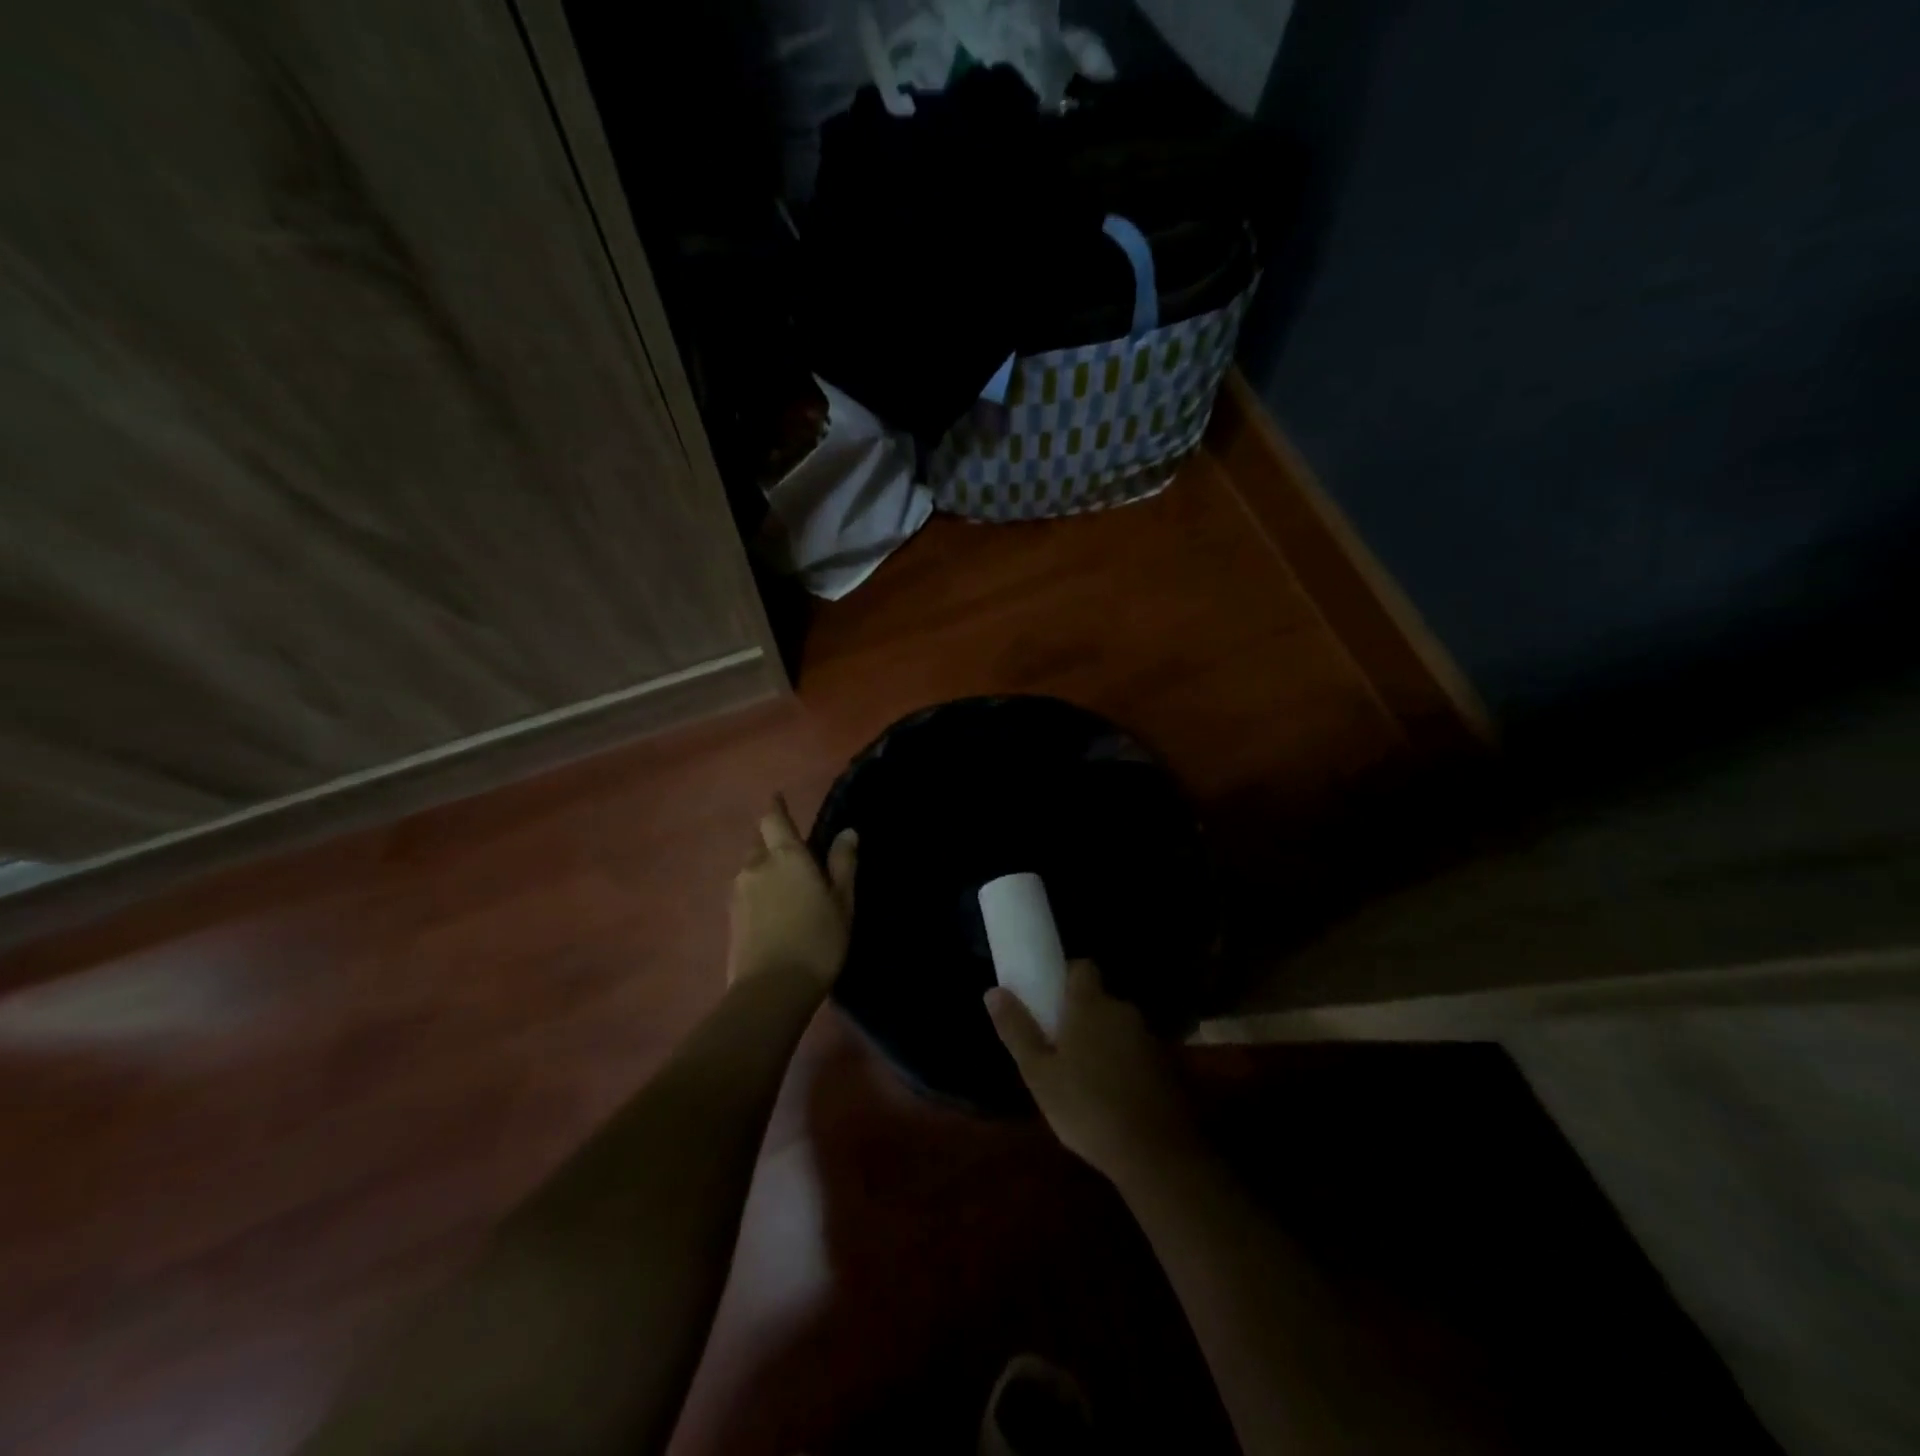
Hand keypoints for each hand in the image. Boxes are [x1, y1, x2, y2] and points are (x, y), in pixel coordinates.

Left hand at [727, 796, 856, 990]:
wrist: (771, 990)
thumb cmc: (817, 940)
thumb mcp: (842, 902)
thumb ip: (843, 864)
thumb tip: (848, 832)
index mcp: (786, 855)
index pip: (773, 818)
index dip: (776, 807)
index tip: (779, 799)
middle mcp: (756, 866)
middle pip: (758, 840)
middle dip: (771, 837)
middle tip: (791, 847)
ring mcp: (738, 892)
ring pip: (749, 866)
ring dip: (763, 865)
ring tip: (783, 880)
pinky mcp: (730, 918)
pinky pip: (744, 890)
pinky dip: (757, 888)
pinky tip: (771, 906)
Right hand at [986, 961, 1198, 1184]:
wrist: (1156, 1155)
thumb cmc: (1087, 1107)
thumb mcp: (1039, 1073)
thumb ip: (1017, 1030)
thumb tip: (993, 991)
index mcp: (1090, 1005)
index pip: (1081, 967)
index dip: (1065, 976)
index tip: (1049, 999)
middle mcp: (1122, 1011)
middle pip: (1098, 1000)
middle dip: (1081, 1016)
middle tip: (1058, 1047)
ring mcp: (1149, 1038)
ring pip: (1118, 1028)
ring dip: (1103, 1041)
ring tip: (1084, 1078)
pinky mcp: (1167, 1066)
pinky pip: (1136, 1052)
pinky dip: (1124, 1064)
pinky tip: (1113, 1096)